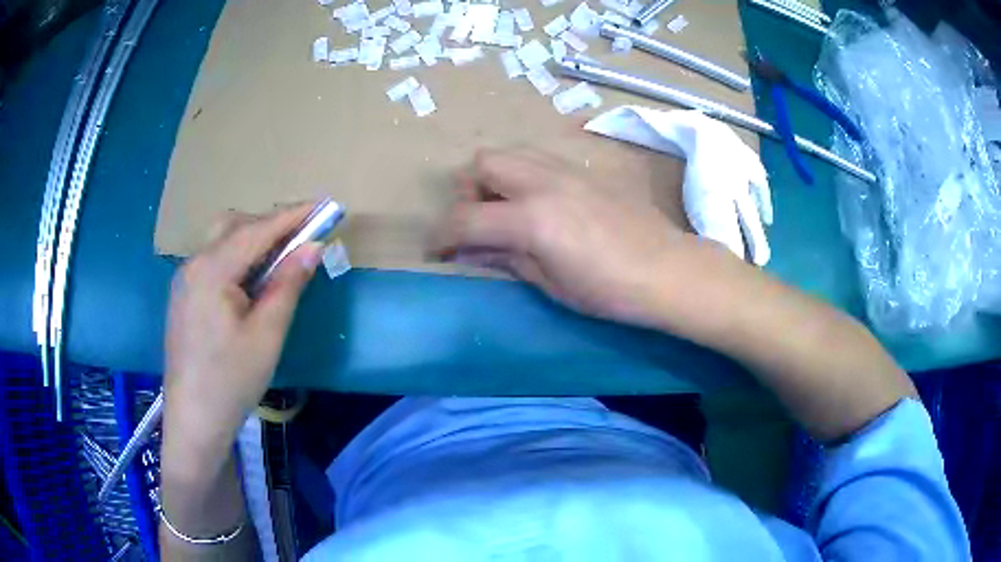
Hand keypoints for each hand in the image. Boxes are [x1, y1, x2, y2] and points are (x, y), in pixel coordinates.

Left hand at [163, 204, 322, 465]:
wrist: (193, 420)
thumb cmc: (232, 380)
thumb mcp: (267, 334)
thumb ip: (288, 284)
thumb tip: (312, 247)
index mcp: (211, 270)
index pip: (257, 230)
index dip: (292, 216)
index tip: (324, 206)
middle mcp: (193, 265)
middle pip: (233, 226)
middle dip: (269, 225)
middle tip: (301, 239)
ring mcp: (184, 280)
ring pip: (221, 243)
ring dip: (252, 242)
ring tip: (279, 261)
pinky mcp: (183, 297)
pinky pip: (212, 262)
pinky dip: (237, 260)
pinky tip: (250, 283)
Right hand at [434, 148, 720, 329]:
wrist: (668, 270)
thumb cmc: (610, 290)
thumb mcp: (551, 284)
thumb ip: (506, 260)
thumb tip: (471, 252)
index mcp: (530, 218)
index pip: (465, 217)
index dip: (441, 236)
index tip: (438, 252)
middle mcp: (542, 181)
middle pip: (482, 163)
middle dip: (467, 192)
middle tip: (475, 223)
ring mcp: (566, 169)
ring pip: (510, 152)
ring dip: (494, 177)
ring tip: (504, 209)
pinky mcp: (585, 169)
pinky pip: (539, 158)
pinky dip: (523, 174)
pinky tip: (538, 202)